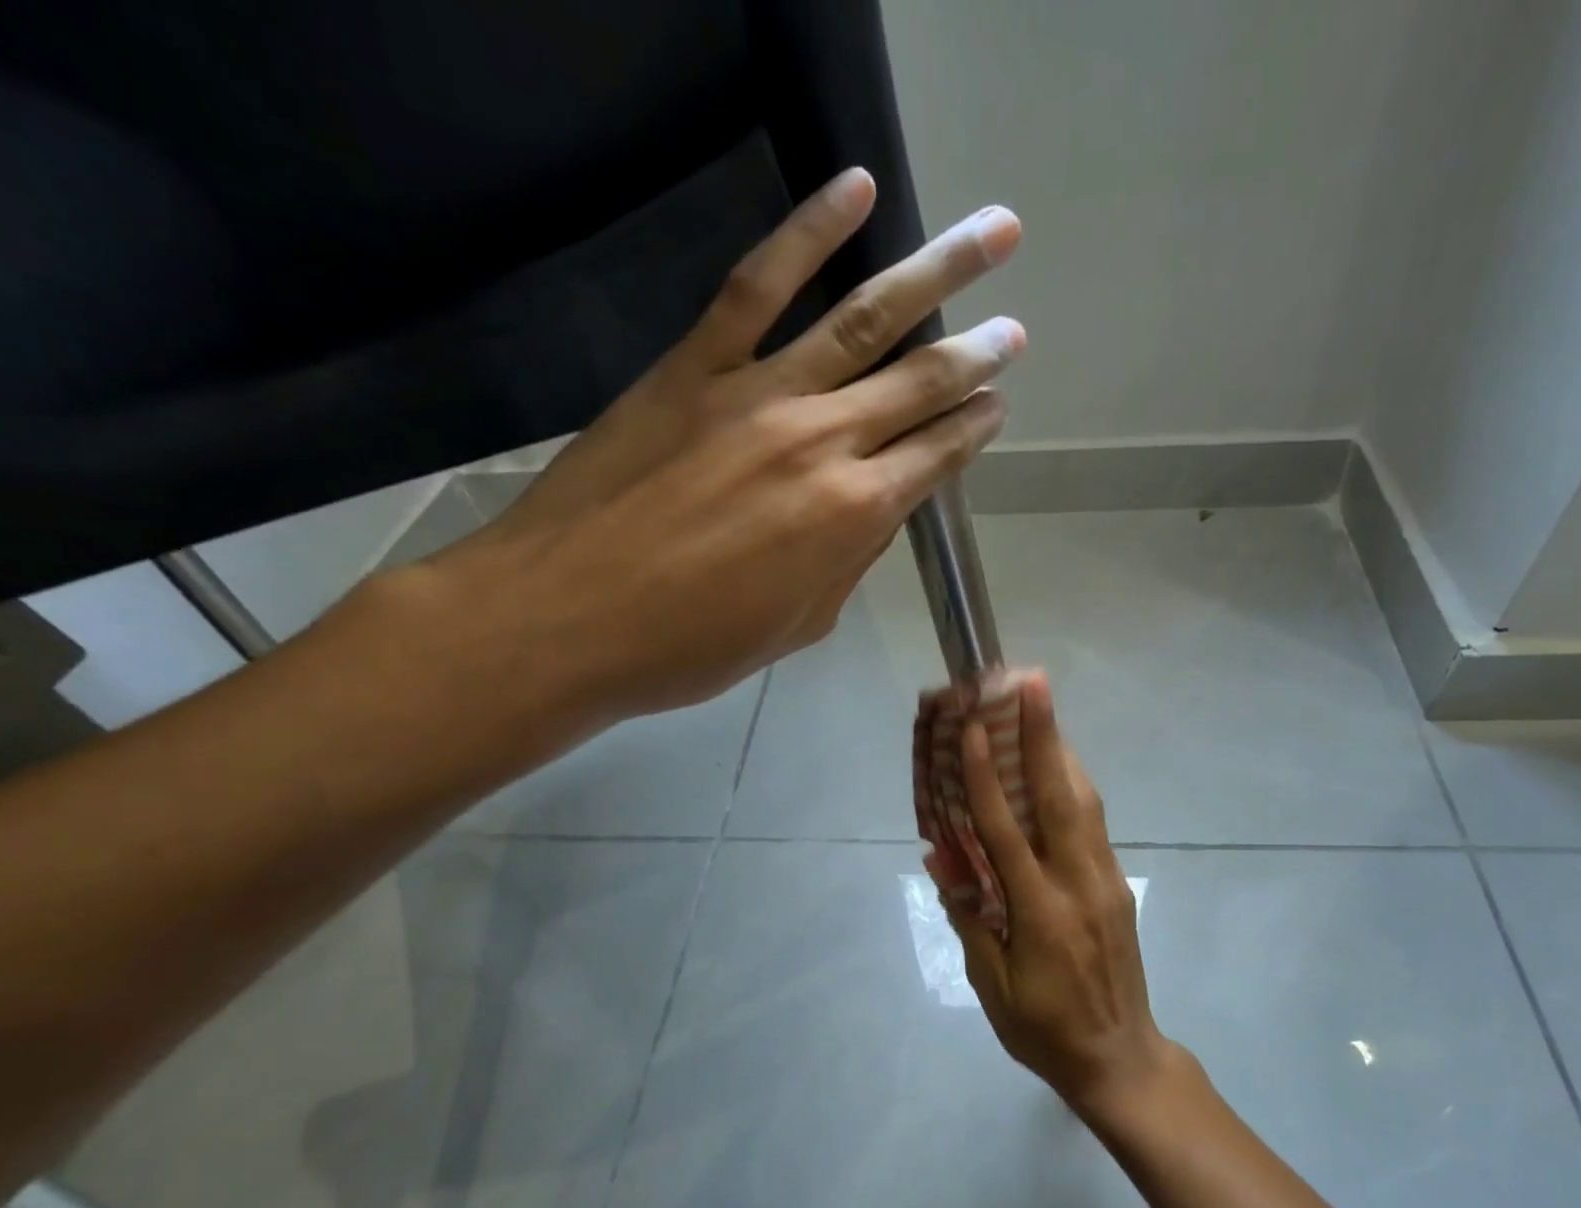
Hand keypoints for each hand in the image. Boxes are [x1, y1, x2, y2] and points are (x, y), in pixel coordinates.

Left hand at [443, 168, 1023, 717]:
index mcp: (854, 516)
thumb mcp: (798, 624)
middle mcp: (825, 442)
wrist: (567, 619)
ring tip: (991, 237)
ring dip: (936, 274)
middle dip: (976, 355)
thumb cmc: (691, 645)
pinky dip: (810, 230)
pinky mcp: (696, 365)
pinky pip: (759, 283)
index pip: (936, 457)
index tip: (997, 405)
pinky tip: (855, 189)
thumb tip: (876, 511)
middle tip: (1013, 331)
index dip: (973, 429)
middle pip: (920, 383)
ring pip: (865, 320)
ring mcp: (759, 392)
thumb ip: (847, 561)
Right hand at [929, 673, 1174, 1115]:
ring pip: (1084, 802)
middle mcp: (1078, 883)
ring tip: (1044, 709)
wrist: (1121, 1058)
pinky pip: (1093, 823)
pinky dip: (1073, 786)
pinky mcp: (1117, 884)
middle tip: (1033, 683)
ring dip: (1062, 751)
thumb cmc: (1043, 1029)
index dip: (987, 776)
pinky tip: (1058, 768)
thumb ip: (968, 915)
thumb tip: (940, 857)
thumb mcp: (991, 984)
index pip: (1006, 830)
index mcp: (1040, 911)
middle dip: (1045, 735)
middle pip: (1059, 796)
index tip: (976, 728)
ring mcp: (1105, 880)